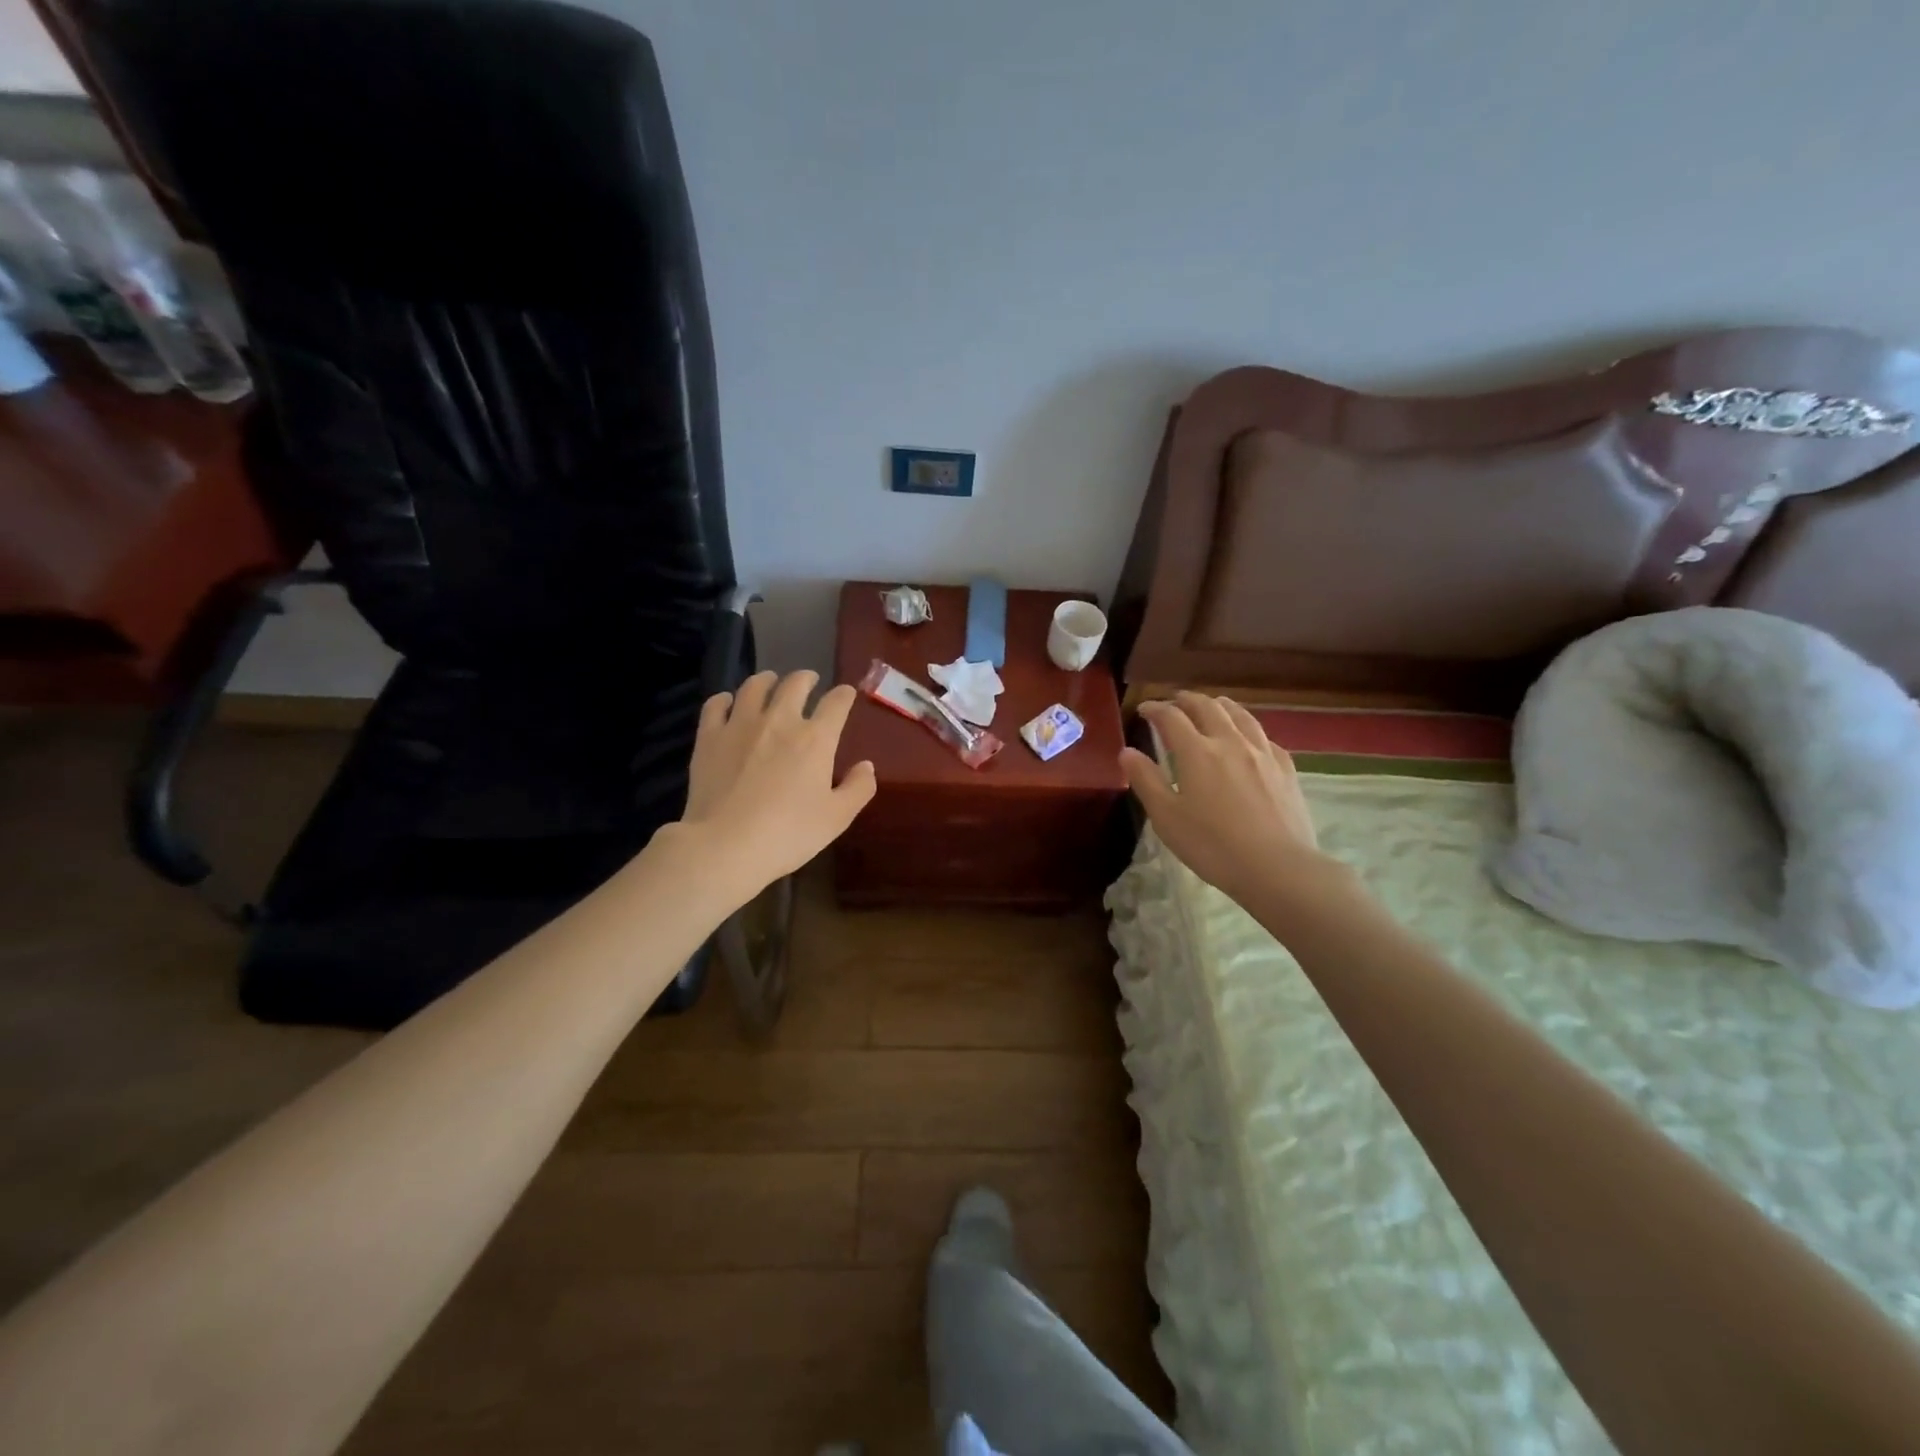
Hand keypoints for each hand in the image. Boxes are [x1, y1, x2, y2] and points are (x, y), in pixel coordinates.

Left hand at [679, 670, 876, 896]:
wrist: (726, 845)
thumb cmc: (789, 834)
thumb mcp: (837, 818)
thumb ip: (858, 788)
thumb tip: (866, 765)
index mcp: (816, 738)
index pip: (836, 703)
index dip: (844, 694)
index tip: (846, 693)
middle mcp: (780, 720)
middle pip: (795, 684)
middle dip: (806, 678)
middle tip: (809, 680)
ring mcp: (740, 725)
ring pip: (754, 686)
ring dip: (767, 680)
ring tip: (770, 682)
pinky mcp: (709, 737)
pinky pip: (716, 704)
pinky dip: (726, 699)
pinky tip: (728, 703)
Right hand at [1118, 693, 1333, 907]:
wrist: (1277, 867)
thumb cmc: (1213, 846)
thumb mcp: (1167, 818)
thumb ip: (1146, 780)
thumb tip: (1127, 752)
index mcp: (1197, 752)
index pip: (1171, 717)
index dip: (1155, 709)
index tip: (1143, 709)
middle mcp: (1230, 742)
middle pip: (1207, 707)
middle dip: (1187, 700)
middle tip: (1174, 702)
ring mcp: (1262, 753)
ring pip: (1240, 714)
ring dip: (1219, 705)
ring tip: (1211, 705)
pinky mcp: (1285, 768)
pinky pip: (1263, 736)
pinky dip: (1247, 728)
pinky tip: (1248, 738)